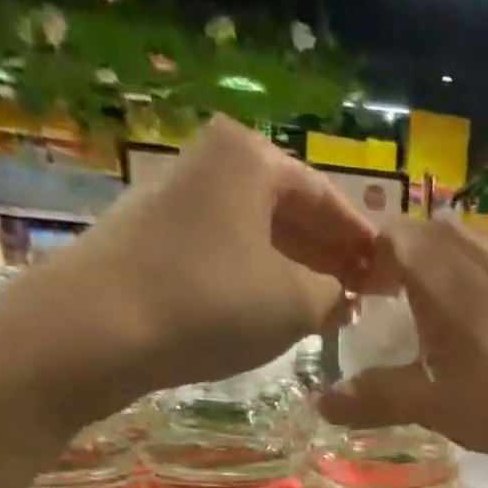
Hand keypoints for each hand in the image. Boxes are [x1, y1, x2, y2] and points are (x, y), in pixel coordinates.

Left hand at [0, 117, 375, 426]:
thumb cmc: (211, 303)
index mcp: (251, 159)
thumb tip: (346, 298)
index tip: (391, 275)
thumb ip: (335, 296)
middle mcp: (213, 164)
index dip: (364, 241)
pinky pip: (231, 255)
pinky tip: (280, 313)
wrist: (96, 329)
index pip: (328, 197)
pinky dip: (263, 281)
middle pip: (292, 212)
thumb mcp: (295, 303)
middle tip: (367, 295)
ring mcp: (180, 200)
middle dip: (332, 254)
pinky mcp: (158, 241)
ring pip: (260, 235)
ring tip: (332, 310)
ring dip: (300, 271)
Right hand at [316, 219, 487, 457]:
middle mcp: (480, 236)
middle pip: (431, 247)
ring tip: (467, 342)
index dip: (369, 272)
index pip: (382, 240)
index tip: (366, 309)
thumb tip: (321, 402)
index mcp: (434, 257)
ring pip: (479, 261)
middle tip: (411, 332)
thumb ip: (374, 397)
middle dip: (414, 282)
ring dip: (463, 292)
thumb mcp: (433, 404)